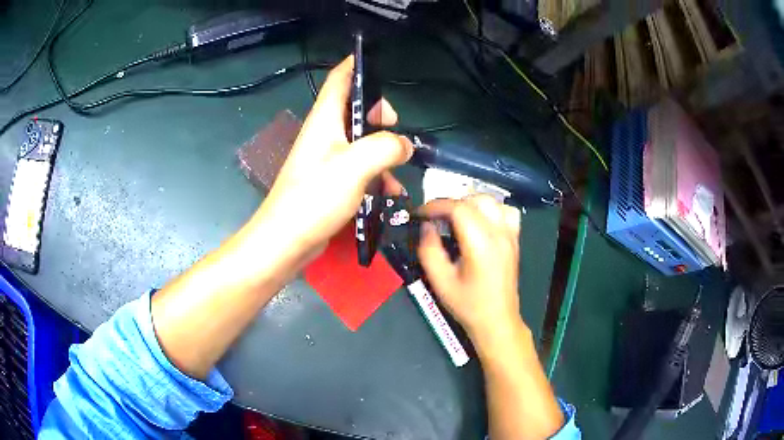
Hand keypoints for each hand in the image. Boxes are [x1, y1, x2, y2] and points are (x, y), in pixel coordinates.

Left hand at [249, 56, 411, 266]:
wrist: (286, 241)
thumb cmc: (315, 197)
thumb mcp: (355, 166)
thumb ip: (385, 147)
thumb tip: (404, 145)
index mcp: (325, 119)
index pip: (340, 78)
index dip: (357, 64)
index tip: (379, 62)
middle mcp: (324, 133)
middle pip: (354, 107)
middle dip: (378, 113)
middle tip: (395, 126)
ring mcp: (326, 158)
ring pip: (360, 139)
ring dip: (381, 148)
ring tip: (399, 164)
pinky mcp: (330, 181)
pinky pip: (358, 167)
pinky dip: (376, 173)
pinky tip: (389, 191)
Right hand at [417, 195, 523, 345]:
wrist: (497, 320)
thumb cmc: (468, 304)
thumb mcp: (440, 281)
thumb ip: (429, 250)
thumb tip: (426, 226)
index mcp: (481, 243)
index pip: (458, 208)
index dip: (436, 206)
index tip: (421, 214)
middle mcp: (499, 233)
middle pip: (476, 199)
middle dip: (451, 204)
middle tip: (436, 219)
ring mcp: (510, 235)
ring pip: (492, 202)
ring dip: (471, 204)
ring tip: (456, 219)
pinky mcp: (515, 239)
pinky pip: (506, 212)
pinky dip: (491, 210)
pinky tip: (481, 223)